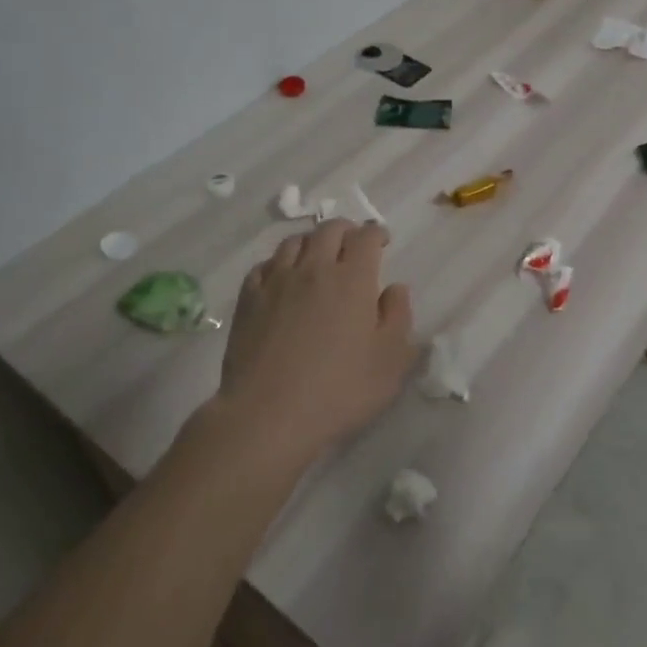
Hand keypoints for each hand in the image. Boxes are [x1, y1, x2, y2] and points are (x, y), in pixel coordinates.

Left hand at [211, 219, 414, 467]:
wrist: (268, 416)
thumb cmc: (339, 390)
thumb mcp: (391, 361)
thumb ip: (398, 317)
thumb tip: (395, 288)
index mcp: (352, 279)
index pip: (365, 237)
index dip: (376, 233)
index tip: (382, 241)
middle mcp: (314, 269)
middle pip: (329, 230)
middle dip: (346, 230)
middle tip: (353, 245)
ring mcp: (276, 282)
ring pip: (294, 242)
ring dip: (312, 243)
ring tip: (318, 258)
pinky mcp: (248, 300)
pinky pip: (264, 265)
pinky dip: (279, 263)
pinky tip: (282, 278)